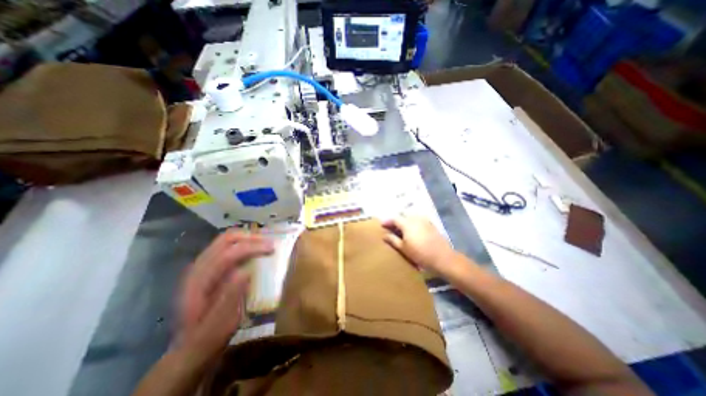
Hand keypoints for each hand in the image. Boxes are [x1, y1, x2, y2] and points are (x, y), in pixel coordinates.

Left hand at [178, 230, 273, 359]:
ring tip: (263, 242)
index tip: (272, 248)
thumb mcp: (221, 323)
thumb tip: (246, 271)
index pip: (227, 255)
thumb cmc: (208, 338)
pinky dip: (241, 243)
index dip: (251, 247)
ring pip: (224, 240)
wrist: (188, 348)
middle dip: (250, 238)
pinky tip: (252, 249)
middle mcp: (196, 269)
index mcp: (198, 283)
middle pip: (225, 240)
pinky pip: (224, 246)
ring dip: (246, 238)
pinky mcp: (206, 267)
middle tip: (269, 242)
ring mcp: (200, 266)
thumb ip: (231, 297)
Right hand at [381, 215, 457, 276]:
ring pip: (411, 215)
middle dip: (396, 219)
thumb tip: (384, 235)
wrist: (442, 257)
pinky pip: (419, 218)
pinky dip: (413, 221)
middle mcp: (415, 218)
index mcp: (407, 223)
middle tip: (391, 226)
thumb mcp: (403, 248)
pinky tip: (413, 228)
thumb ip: (393, 240)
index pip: (394, 218)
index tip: (382, 225)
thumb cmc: (420, 254)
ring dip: (405, 219)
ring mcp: (424, 220)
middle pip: (403, 214)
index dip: (387, 221)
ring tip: (401, 227)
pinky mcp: (431, 224)